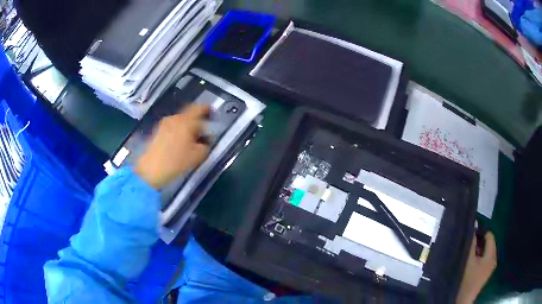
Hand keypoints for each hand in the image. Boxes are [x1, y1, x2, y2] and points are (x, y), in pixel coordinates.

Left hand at [135, 104, 209, 189]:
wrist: (151, 170)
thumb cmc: (176, 162)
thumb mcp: (198, 156)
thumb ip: (206, 144)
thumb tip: (207, 139)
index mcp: (186, 121)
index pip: (199, 108)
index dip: (206, 109)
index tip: (212, 113)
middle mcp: (175, 118)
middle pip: (189, 115)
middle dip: (197, 122)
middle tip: (202, 134)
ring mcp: (164, 124)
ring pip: (180, 122)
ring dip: (187, 128)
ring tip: (190, 142)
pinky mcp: (158, 131)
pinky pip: (172, 127)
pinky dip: (178, 132)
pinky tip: (179, 145)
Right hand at [456, 232, 496, 303]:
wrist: (462, 301)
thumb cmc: (467, 279)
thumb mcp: (468, 259)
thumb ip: (472, 242)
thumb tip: (474, 224)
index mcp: (492, 256)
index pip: (490, 236)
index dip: (481, 232)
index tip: (470, 233)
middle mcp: (493, 260)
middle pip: (488, 244)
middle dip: (479, 242)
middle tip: (468, 243)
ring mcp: (489, 268)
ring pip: (485, 253)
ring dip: (477, 250)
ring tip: (467, 252)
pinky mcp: (484, 274)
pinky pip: (483, 260)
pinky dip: (477, 258)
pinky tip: (469, 262)